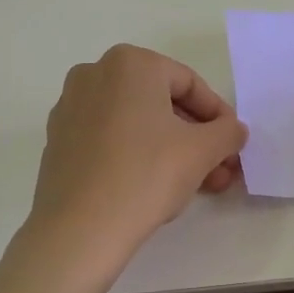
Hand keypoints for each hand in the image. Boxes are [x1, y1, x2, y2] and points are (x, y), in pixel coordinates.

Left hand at [27, 44, 247, 273]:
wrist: (79, 229)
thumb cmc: (146, 175)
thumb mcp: (202, 151)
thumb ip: (227, 132)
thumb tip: (234, 130)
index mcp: (130, 63)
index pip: (190, 84)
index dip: (219, 116)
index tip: (234, 145)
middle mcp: (95, 74)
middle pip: (162, 103)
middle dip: (196, 138)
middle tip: (221, 169)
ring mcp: (71, 107)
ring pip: (136, 123)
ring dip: (172, 149)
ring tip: (198, 185)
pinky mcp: (59, 139)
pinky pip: (110, 138)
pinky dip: (137, 154)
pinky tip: (157, 186)